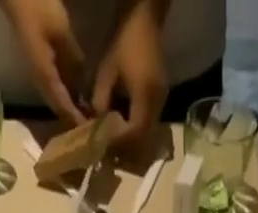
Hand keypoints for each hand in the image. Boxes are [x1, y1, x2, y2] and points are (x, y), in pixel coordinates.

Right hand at [0, 0, 88, 126]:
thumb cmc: (37, 8)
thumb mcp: (60, 31)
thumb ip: (73, 57)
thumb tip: (83, 82)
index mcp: (45, 76)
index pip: (63, 105)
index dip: (76, 118)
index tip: (89, 130)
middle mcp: (41, 80)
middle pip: (59, 107)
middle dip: (73, 119)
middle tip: (91, 127)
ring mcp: (39, 72)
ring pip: (57, 98)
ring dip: (70, 108)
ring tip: (87, 116)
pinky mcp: (40, 64)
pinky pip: (56, 86)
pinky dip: (67, 94)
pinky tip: (78, 95)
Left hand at [92, 0, 169, 142]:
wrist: (145, 16)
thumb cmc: (125, 39)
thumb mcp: (106, 70)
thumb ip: (100, 101)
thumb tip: (96, 125)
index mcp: (145, 95)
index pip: (134, 132)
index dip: (119, 143)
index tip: (104, 146)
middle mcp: (158, 103)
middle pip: (143, 139)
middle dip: (126, 148)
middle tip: (109, 151)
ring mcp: (162, 100)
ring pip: (147, 134)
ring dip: (131, 141)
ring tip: (114, 142)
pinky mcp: (160, 97)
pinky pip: (149, 123)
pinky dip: (136, 130)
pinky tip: (123, 128)